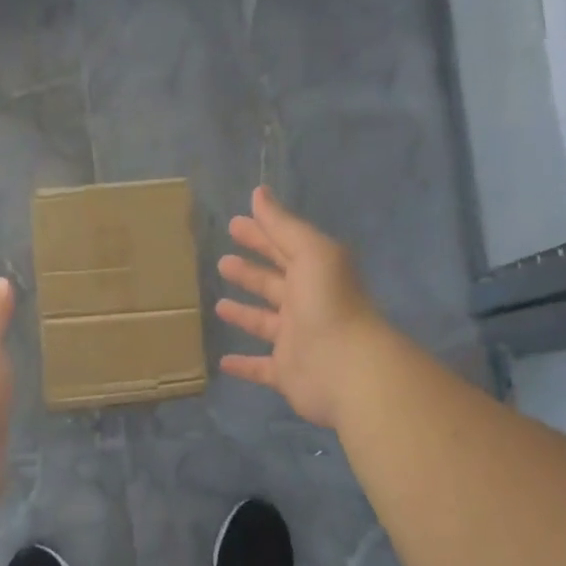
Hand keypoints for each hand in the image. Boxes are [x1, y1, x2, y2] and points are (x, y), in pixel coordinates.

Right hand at [216, 188, 384, 428]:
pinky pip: (261, 368)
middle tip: (222, 261)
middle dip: (250, 271)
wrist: (347, 367)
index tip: (234, 224)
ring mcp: (297, 340)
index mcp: (315, 273)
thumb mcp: (310, 252)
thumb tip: (259, 193)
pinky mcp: (287, 372)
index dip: (260, 235)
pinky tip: (223, 361)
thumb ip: (283, 225)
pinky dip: (244, 365)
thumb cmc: (328, 303)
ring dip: (244, 313)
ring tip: (218, 305)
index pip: (283, 248)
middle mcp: (307, 304)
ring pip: (265, 323)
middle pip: (273, 283)